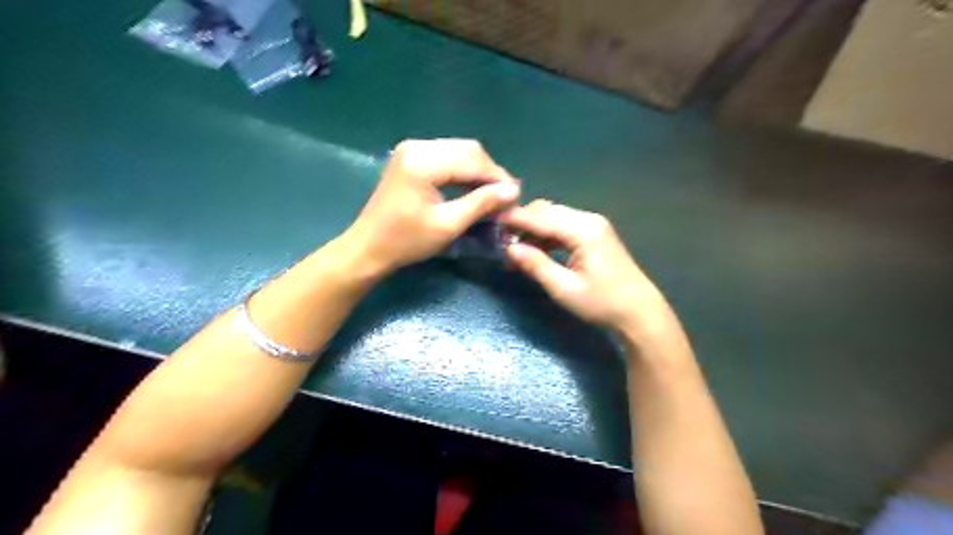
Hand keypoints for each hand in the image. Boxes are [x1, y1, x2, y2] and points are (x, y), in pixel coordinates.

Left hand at [344, 139, 520, 270]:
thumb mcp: (448, 225)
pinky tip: (472, 189)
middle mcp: (417, 146)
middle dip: (489, 172)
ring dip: (478, 171)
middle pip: (467, 149)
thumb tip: (514, 191)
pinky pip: (446, 157)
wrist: (368, 248)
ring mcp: (412, 149)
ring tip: (492, 195)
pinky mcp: (410, 157)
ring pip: (459, 151)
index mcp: (423, 161)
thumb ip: (481, 204)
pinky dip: (463, 171)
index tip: (516, 197)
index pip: (472, 159)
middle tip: (505, 197)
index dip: (498, 177)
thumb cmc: (406, 242)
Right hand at [501, 199, 672, 335]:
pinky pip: (564, 227)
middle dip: (522, 223)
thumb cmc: (602, 303)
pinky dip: (546, 235)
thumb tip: (508, 248)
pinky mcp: (594, 234)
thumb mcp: (564, 288)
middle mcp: (588, 219)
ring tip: (515, 251)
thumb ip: (535, 265)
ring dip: (533, 230)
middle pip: (547, 211)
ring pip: (554, 217)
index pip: (541, 217)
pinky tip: (535, 251)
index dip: (514, 219)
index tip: (491, 224)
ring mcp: (593, 225)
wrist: (639, 312)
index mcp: (583, 230)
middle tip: (502, 242)